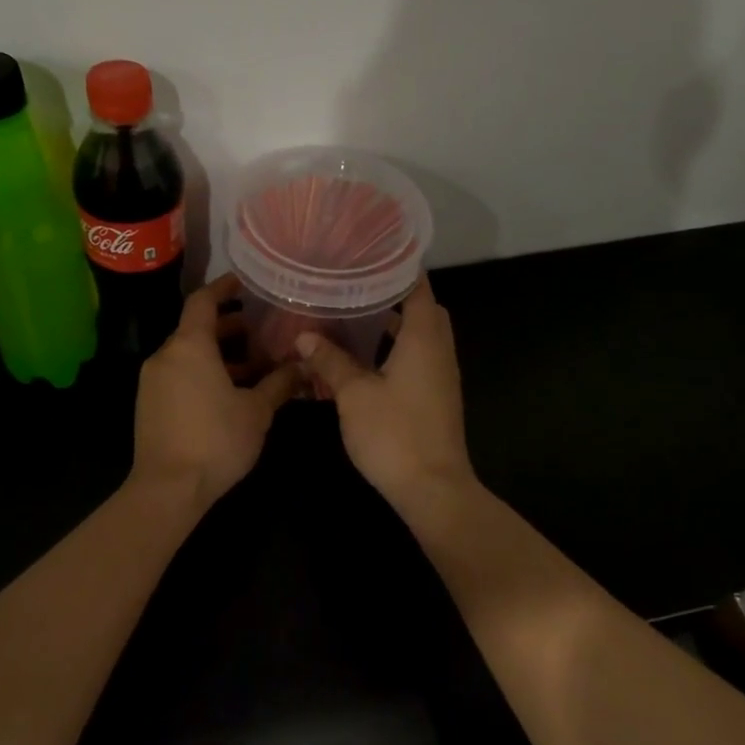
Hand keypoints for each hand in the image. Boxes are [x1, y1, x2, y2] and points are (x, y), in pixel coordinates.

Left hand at [132, 274, 299, 509]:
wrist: (167, 488)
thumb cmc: (216, 440)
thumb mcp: (257, 411)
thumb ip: (279, 383)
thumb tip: (303, 366)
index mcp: (189, 346)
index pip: (202, 301)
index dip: (223, 288)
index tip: (243, 283)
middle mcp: (165, 356)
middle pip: (196, 328)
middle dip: (228, 327)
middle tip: (258, 332)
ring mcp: (152, 381)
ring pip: (187, 354)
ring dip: (217, 354)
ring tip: (251, 367)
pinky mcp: (149, 403)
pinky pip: (178, 374)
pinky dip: (202, 372)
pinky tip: (227, 393)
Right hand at [293, 277, 478, 511]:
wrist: (432, 488)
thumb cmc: (394, 433)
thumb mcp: (354, 394)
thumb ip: (331, 361)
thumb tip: (304, 336)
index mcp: (424, 338)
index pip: (419, 287)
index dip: (398, 268)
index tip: (368, 256)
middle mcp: (439, 350)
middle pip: (422, 309)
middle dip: (393, 296)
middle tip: (355, 287)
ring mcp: (440, 376)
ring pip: (419, 336)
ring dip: (392, 325)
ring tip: (352, 317)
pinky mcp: (435, 397)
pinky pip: (417, 359)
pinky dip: (394, 350)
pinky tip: (363, 359)